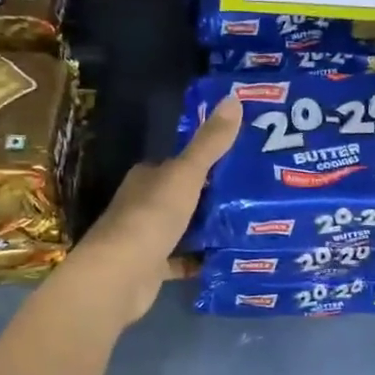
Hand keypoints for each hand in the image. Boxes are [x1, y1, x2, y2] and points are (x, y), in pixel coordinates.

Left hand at [62, 95, 240, 327]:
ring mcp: (146, 237)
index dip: (209, 161)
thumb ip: (210, 143)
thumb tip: (234, 98)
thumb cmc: (151, 218)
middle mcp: (143, 203)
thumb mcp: (186, 174)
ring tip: (250, 224)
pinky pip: (183, 260)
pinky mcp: (152, 268)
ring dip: (209, 227)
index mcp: (148, 177)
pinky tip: (228, 257)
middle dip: (214, 195)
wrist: (119, 277)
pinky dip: (201, 259)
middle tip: (255, 194)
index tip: (242, 161)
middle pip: (184, 195)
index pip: (180, 163)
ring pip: (184, 227)